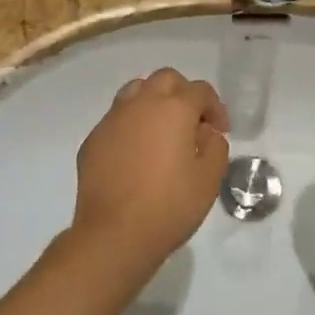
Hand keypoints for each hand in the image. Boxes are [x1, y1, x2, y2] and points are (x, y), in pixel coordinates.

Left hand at [69, 68, 229, 272]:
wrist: (114, 234)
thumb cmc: (169, 206)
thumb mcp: (209, 178)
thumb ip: (215, 145)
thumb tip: (204, 132)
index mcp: (173, 109)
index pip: (200, 90)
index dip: (215, 107)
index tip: (220, 131)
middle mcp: (140, 104)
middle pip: (166, 79)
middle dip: (184, 94)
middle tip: (193, 124)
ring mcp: (112, 119)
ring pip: (136, 91)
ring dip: (154, 102)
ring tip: (162, 131)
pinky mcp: (93, 139)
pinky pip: (117, 118)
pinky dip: (132, 124)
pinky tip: (136, 153)